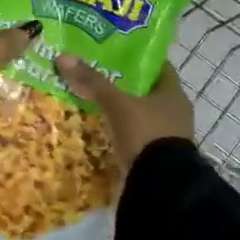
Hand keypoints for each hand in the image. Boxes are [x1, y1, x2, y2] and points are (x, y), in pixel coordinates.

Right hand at [55, 57, 194, 165]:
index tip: (115, 53)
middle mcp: (175, 113)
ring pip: (142, 115)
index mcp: (174, 94)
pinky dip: (122, 133)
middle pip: (148, 92)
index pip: (158, 67)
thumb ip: (93, 82)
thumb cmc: (145, 134)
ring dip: (123, 112)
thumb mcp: (117, 105)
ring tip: (94, 104)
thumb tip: (64, 57)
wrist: (160, 186)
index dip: (138, 59)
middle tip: (97, 77)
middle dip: (125, 86)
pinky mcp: (157, 158)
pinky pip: (137, 137)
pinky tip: (102, 132)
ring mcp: (168, 137)